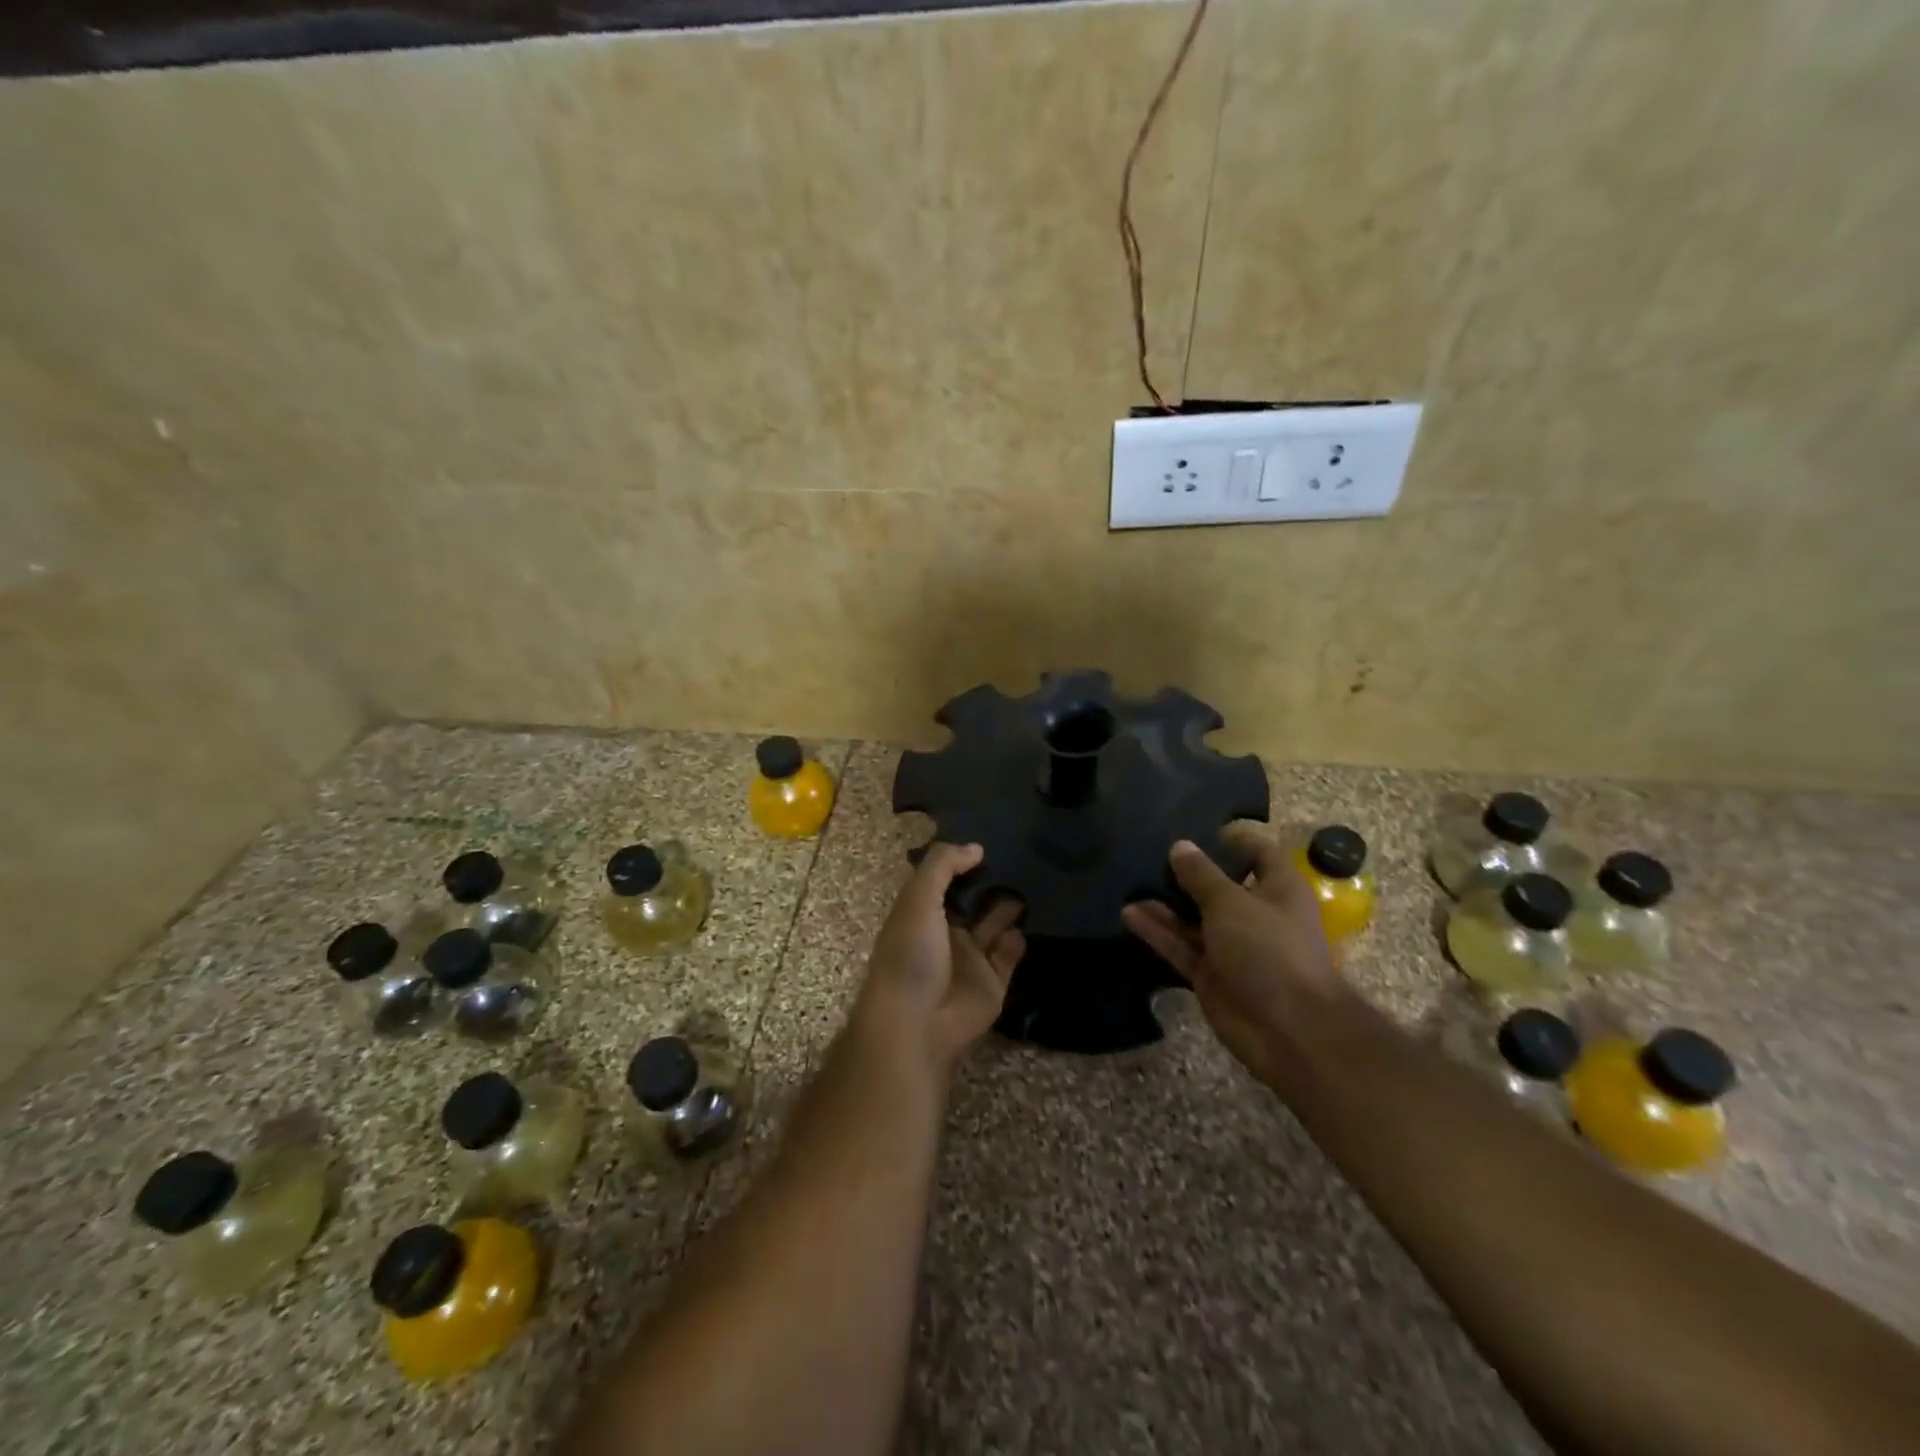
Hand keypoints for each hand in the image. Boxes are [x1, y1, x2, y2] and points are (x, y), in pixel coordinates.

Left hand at [854, 843, 1025, 1077]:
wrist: (917, 1024)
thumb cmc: (910, 955)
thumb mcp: (918, 899)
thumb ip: (943, 866)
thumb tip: (976, 848)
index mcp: (921, 912)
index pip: (943, 879)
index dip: (961, 861)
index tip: (989, 839)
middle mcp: (946, 932)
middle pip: (973, 901)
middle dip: (992, 882)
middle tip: (1022, 856)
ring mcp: (970, 959)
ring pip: (995, 925)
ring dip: (1010, 907)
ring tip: (1034, 881)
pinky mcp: (993, 983)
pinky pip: (1010, 955)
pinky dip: (1019, 939)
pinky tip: (1030, 920)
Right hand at [1122, 828, 1346, 1086]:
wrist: (1288, 1030)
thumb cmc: (1269, 950)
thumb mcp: (1231, 903)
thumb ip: (1200, 875)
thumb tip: (1179, 846)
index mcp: (1278, 889)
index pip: (1258, 853)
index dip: (1231, 838)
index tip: (1195, 827)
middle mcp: (1256, 913)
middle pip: (1219, 885)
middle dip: (1188, 870)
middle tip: (1149, 850)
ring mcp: (1232, 946)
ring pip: (1193, 917)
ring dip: (1166, 902)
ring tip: (1130, 879)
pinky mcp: (1211, 974)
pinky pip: (1180, 945)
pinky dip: (1157, 931)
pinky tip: (1128, 912)